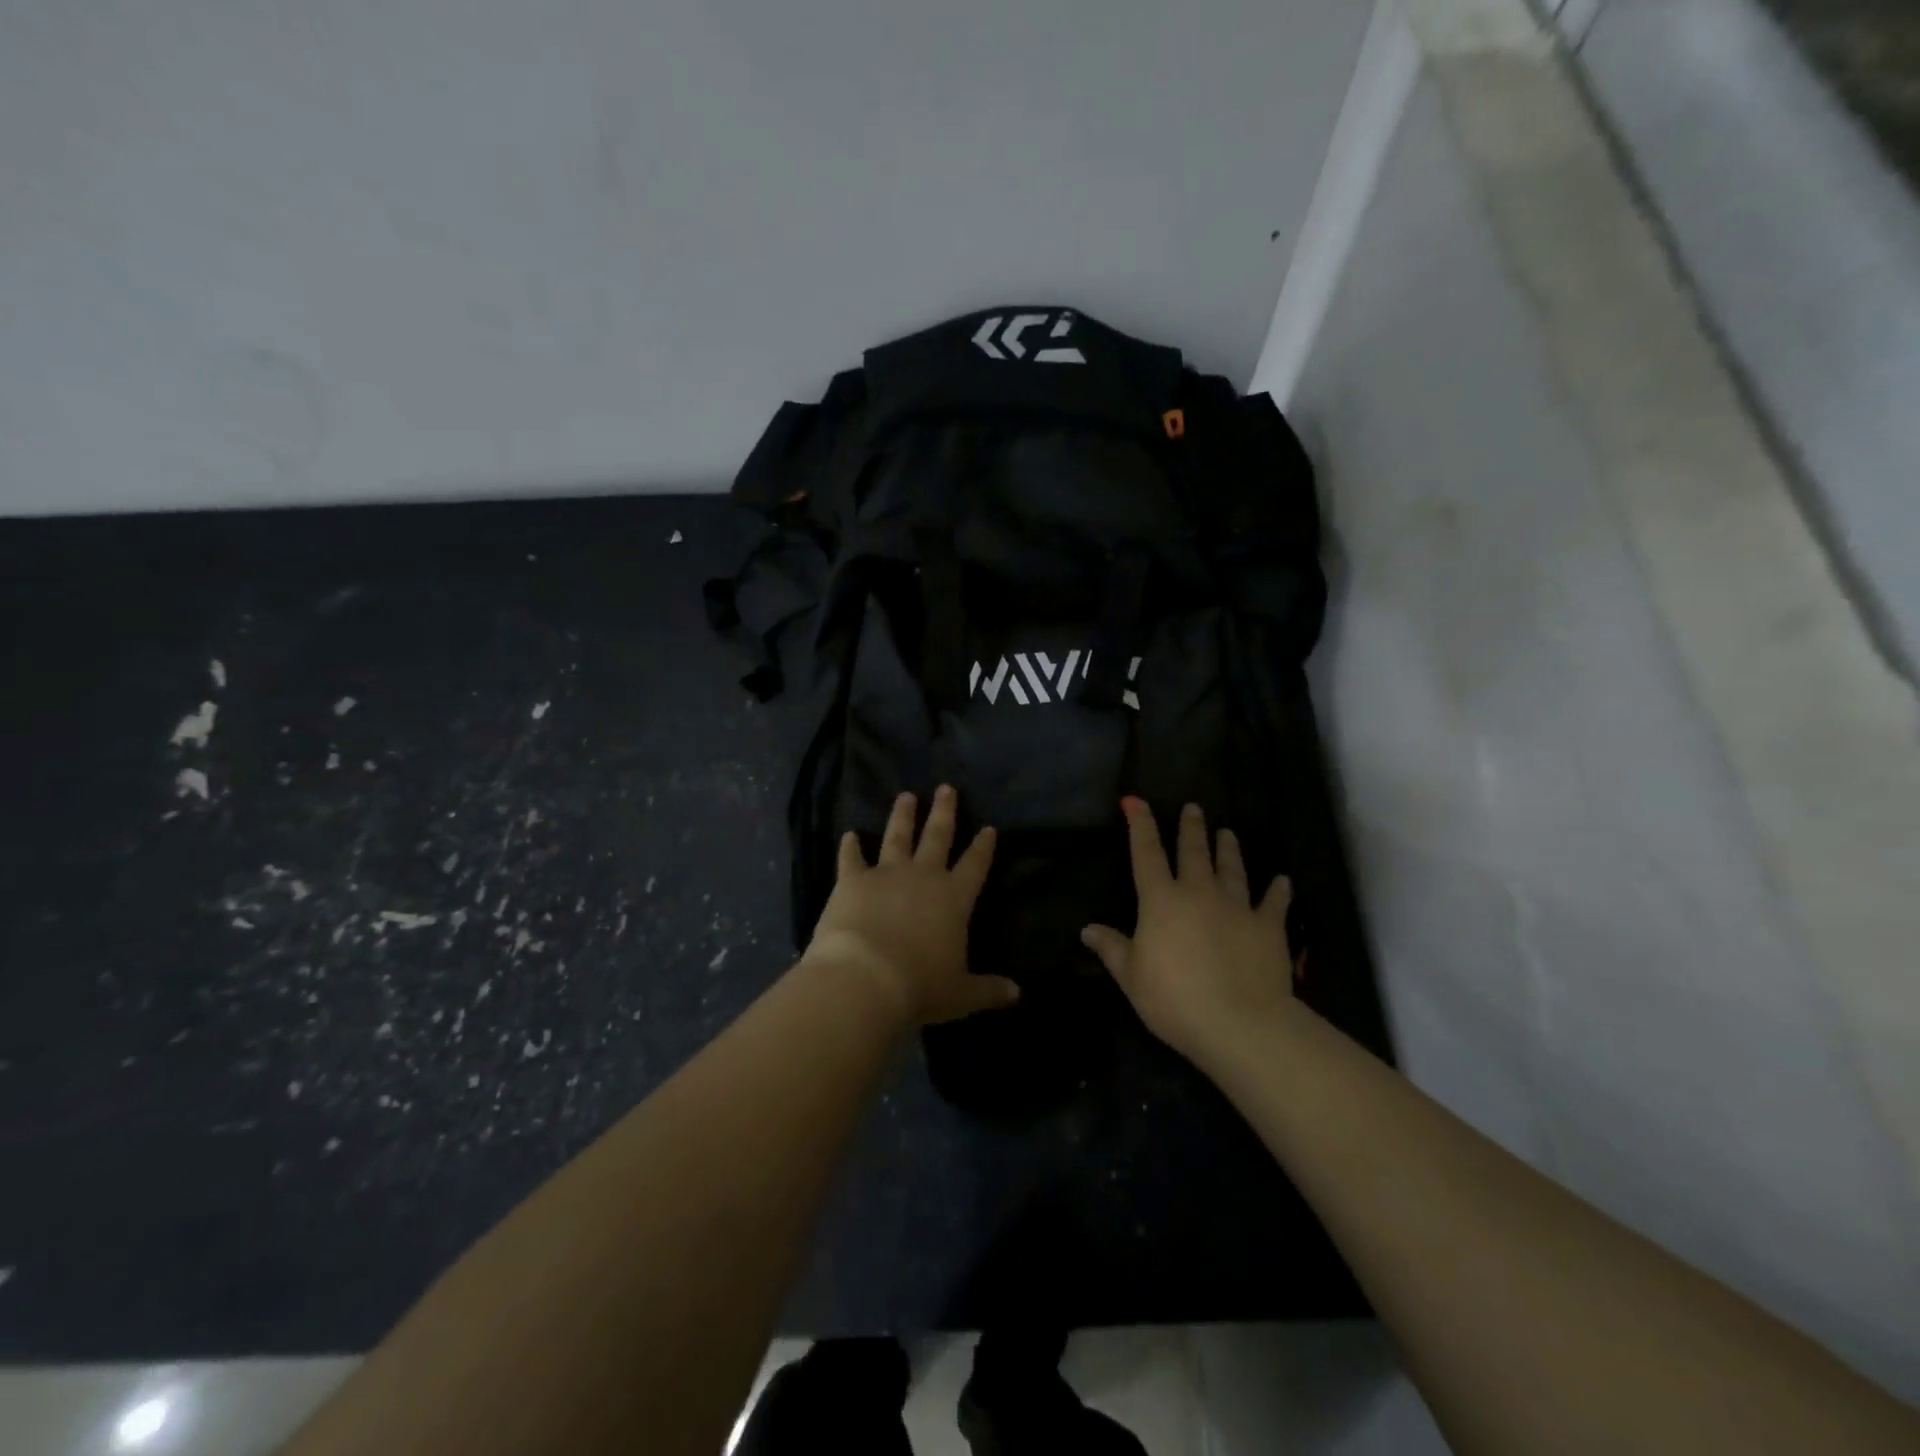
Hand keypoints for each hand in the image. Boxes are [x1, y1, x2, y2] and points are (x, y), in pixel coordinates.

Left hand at [803, 786, 1018, 1028]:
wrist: (865, 979)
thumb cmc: (920, 987)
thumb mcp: (961, 994)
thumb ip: (988, 990)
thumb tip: (1017, 994)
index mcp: (954, 899)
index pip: (975, 865)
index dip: (983, 846)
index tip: (989, 827)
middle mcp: (924, 877)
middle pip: (938, 836)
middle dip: (944, 811)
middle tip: (946, 788)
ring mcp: (887, 874)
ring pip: (898, 836)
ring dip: (903, 816)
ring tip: (906, 796)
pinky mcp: (853, 880)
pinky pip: (852, 858)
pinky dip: (850, 847)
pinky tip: (849, 835)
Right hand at [1082, 798, 1295, 1065]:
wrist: (1241, 1023)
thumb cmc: (1174, 999)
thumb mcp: (1132, 977)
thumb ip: (1112, 949)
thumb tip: (1087, 929)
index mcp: (1161, 901)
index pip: (1146, 853)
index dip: (1140, 824)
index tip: (1135, 801)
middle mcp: (1199, 893)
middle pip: (1193, 852)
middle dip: (1191, 828)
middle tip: (1193, 808)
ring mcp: (1237, 906)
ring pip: (1232, 869)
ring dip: (1229, 849)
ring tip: (1228, 832)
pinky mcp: (1268, 926)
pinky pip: (1274, 902)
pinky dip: (1278, 890)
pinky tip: (1283, 881)